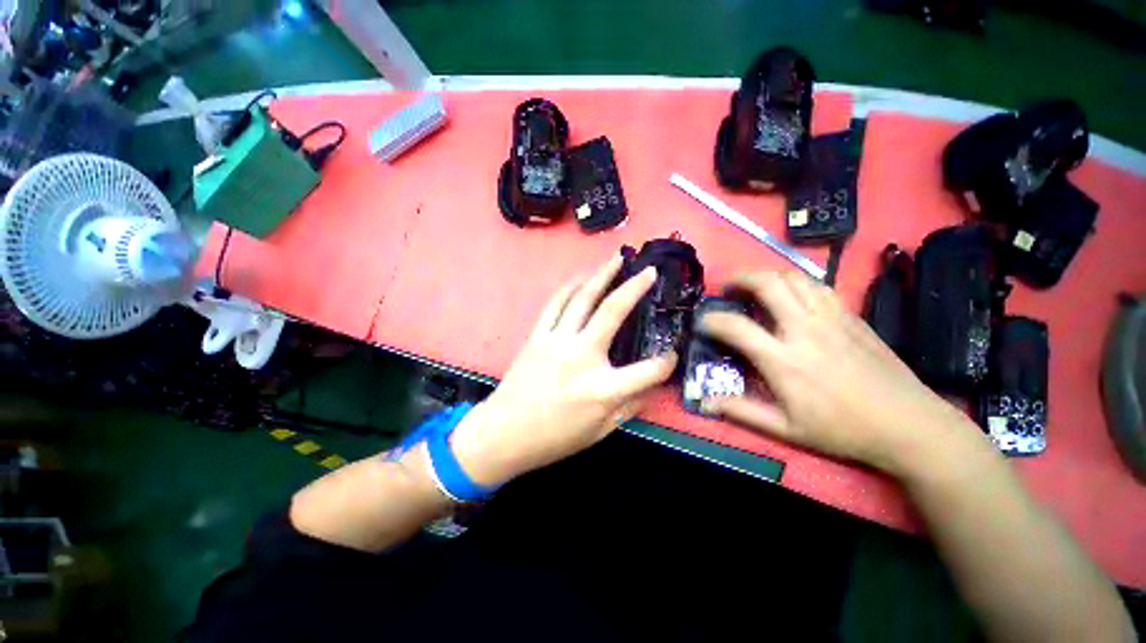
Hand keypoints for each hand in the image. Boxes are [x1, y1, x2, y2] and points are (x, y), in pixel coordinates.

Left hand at [450, 254, 678, 485]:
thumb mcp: (600, 432)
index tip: (671, 356)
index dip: (666, 363)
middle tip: (649, 271)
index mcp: (602, 389)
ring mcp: (557, 341)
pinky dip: (570, 287)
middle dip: (635, 287)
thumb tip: (650, 386)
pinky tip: (581, 277)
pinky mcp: (537, 336)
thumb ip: (629, 407)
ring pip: (583, 299)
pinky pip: (555, 304)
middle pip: (613, 312)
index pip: (648, 371)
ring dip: (601, 275)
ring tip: (616, 260)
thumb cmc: (554, 438)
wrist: (504, 434)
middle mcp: (581, 357)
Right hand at [699, 271, 979, 476]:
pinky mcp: (851, 315)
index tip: (703, 322)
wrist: (907, 424)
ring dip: (767, 274)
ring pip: (793, 276)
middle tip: (728, 287)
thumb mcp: (785, 429)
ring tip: (755, 285)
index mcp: (784, 359)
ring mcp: (831, 318)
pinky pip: (817, 285)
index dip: (712, 320)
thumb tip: (706, 401)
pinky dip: (795, 282)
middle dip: (739, 278)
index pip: (735, 326)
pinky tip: (790, 294)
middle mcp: (804, 329)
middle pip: (767, 283)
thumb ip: (742, 411)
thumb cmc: (841, 429)